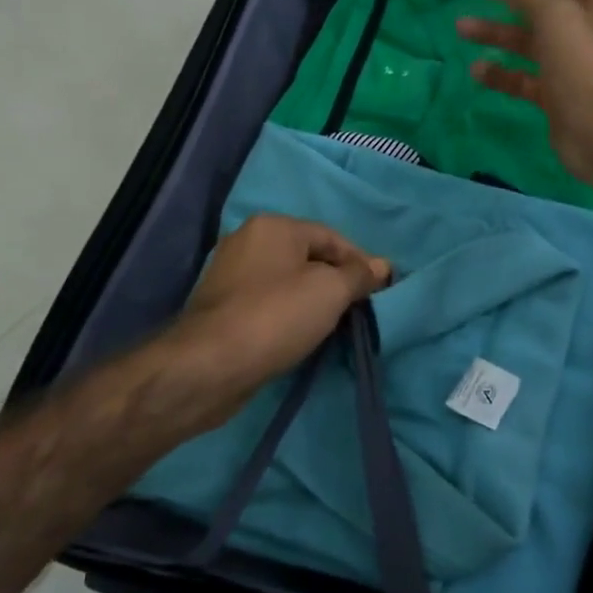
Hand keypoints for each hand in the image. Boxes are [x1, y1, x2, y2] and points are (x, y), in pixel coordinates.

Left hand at [160, 215, 391, 432]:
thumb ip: (359, 276)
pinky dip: (290, 315)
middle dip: (337, 281)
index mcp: (273, 226)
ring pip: (288, 282)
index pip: (331, 237)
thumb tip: (383, 266)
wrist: (209, 366)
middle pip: (308, 257)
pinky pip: (269, 304)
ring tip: (336, 326)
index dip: (360, 262)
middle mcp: (248, 241)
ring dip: (314, 301)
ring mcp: (231, 275)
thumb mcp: (330, 291)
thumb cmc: (275, 317)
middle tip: (360, 309)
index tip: (381, 291)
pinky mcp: (222, 308)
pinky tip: (303, 336)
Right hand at [455, 0, 592, 185]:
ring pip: (526, 39)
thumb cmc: (585, 69)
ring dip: (495, 32)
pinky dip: (501, 72)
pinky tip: (476, 71)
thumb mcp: (557, 18)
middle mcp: (585, 27)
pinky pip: (523, 76)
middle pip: (536, 0)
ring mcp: (570, 63)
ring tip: (461, 28)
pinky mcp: (556, 94)